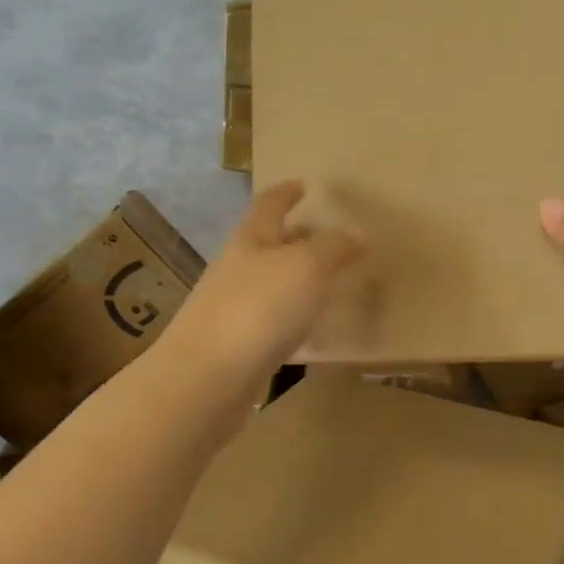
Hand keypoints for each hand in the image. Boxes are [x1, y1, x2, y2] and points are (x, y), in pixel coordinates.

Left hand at [163, 181, 362, 389]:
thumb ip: (334, 248)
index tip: (302, 184)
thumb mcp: (307, 266)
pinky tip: (312, 334)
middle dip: (295, 238)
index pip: (269, 205)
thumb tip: (356, 237)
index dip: (286, 193)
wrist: (207, 379)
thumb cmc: (259, 308)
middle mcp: (237, 270)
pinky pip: (272, 323)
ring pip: (270, 285)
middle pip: (267, 245)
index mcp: (251, 240)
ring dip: (296, 281)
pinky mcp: (236, 347)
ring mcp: (233, 309)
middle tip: (327, 238)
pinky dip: (293, 320)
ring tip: (327, 284)